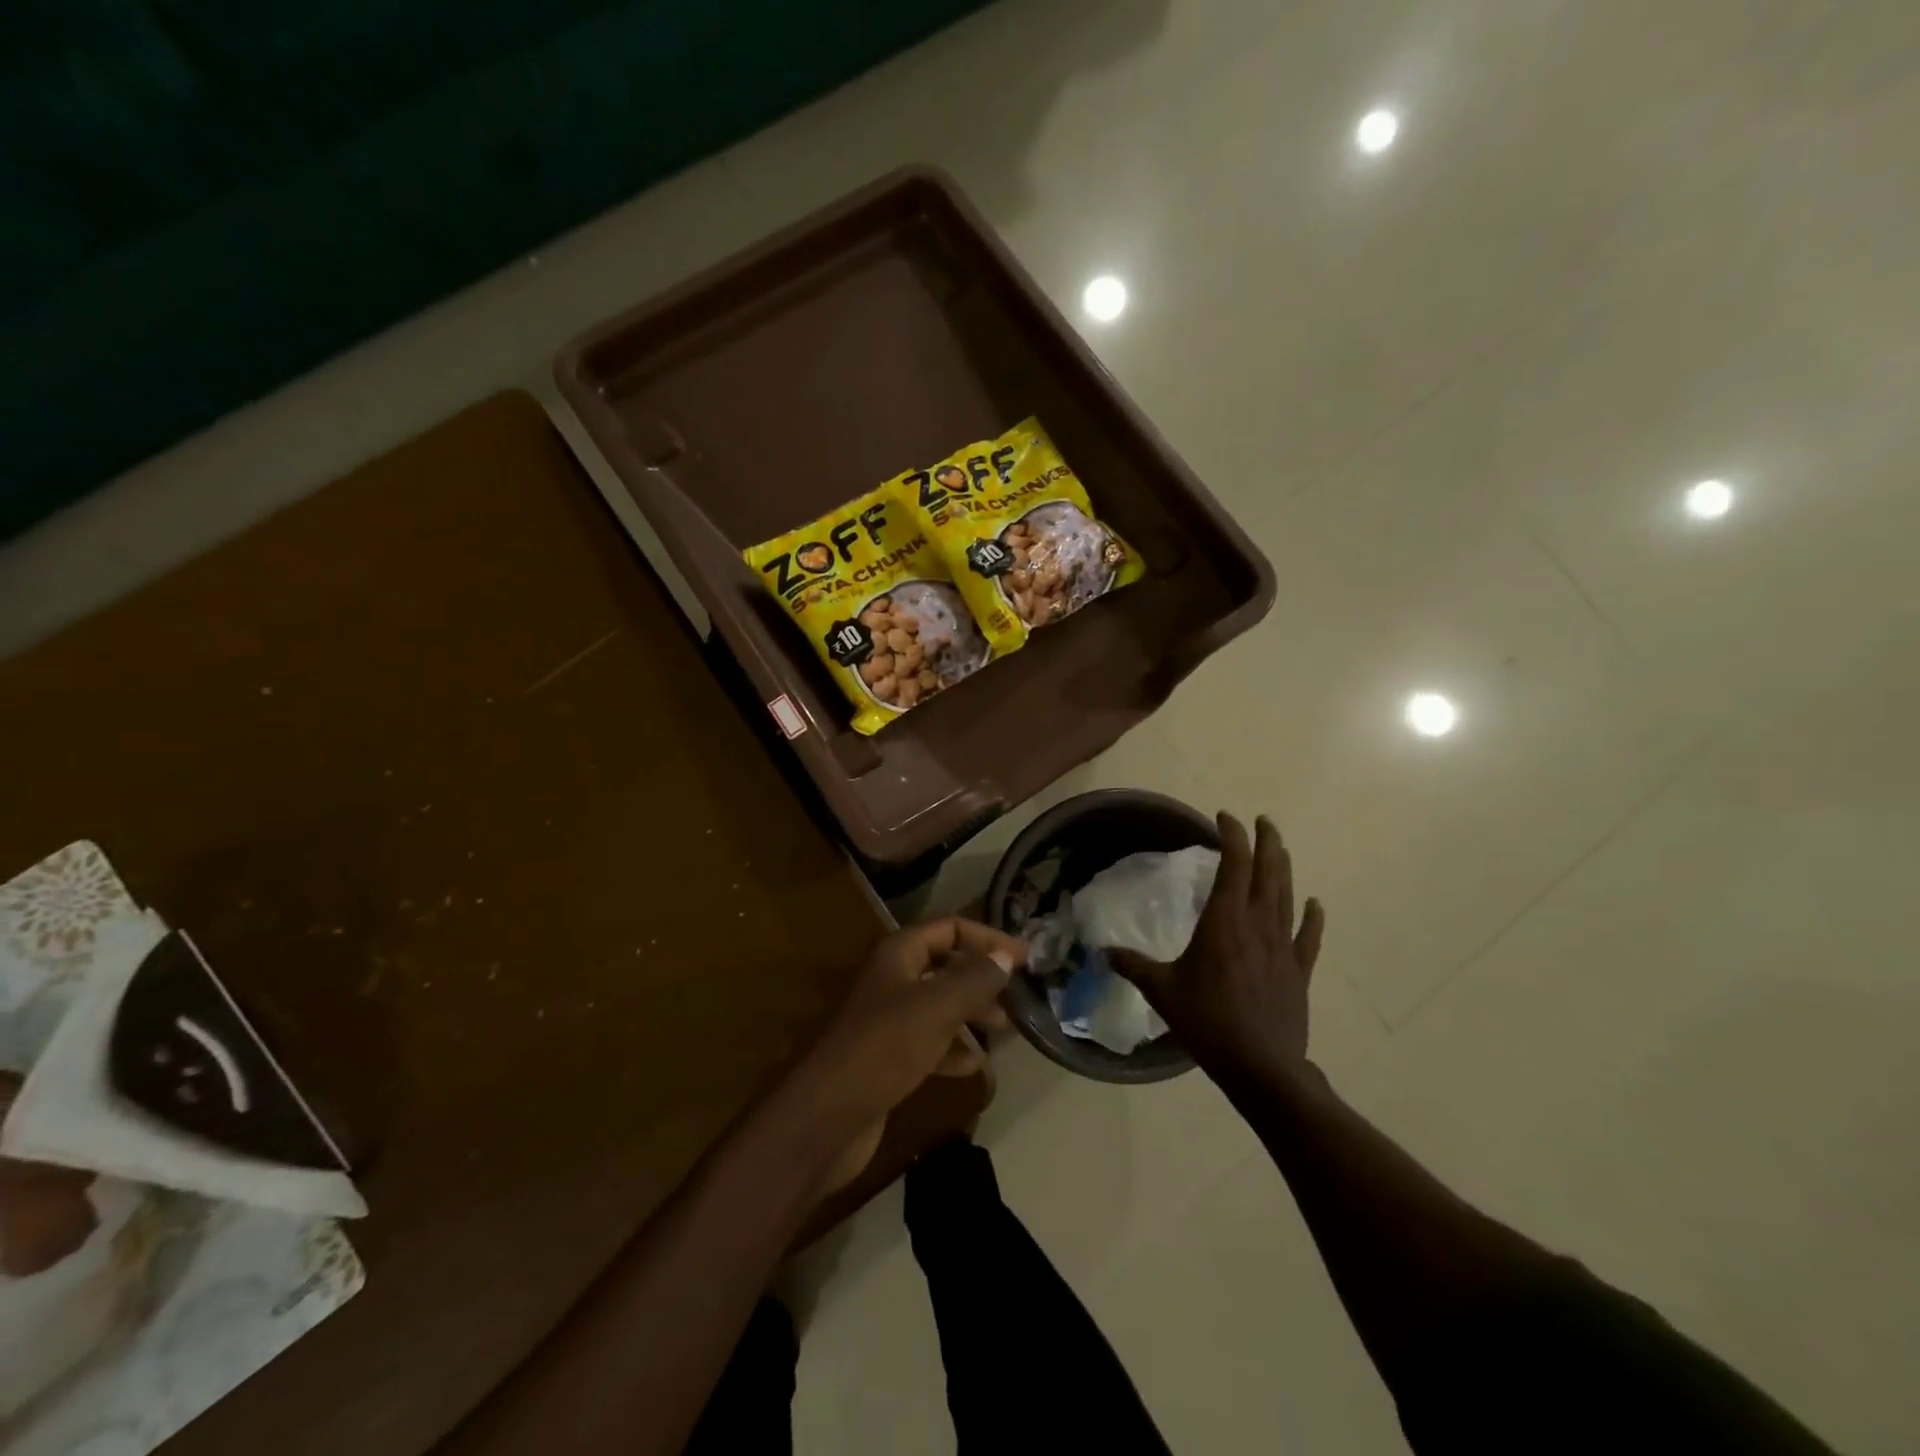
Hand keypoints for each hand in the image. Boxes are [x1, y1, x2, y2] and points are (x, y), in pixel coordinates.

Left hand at [792, 919, 1023, 1190]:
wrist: (824, 1118)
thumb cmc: (882, 1049)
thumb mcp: (936, 1007)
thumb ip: (975, 979)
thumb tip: (1006, 957)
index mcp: (897, 954)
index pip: (949, 927)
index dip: (987, 937)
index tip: (1024, 957)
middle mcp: (891, 980)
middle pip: (944, 964)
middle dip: (981, 975)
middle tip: (1016, 995)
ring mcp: (886, 1021)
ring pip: (938, 1004)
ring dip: (970, 1012)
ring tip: (1002, 1028)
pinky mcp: (886, 1059)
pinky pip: (929, 1043)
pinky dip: (953, 1049)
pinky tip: (974, 1065)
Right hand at [1111, 814, 1324, 1084]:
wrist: (1261, 1066)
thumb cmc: (1207, 1022)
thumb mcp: (1161, 991)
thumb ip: (1133, 966)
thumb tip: (1104, 952)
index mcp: (1223, 922)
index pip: (1234, 865)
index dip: (1232, 836)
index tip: (1224, 818)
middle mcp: (1256, 924)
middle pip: (1267, 871)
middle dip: (1265, 841)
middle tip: (1262, 820)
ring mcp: (1283, 946)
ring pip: (1287, 895)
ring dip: (1284, 867)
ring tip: (1280, 847)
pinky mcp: (1299, 970)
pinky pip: (1308, 936)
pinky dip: (1312, 916)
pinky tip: (1315, 903)